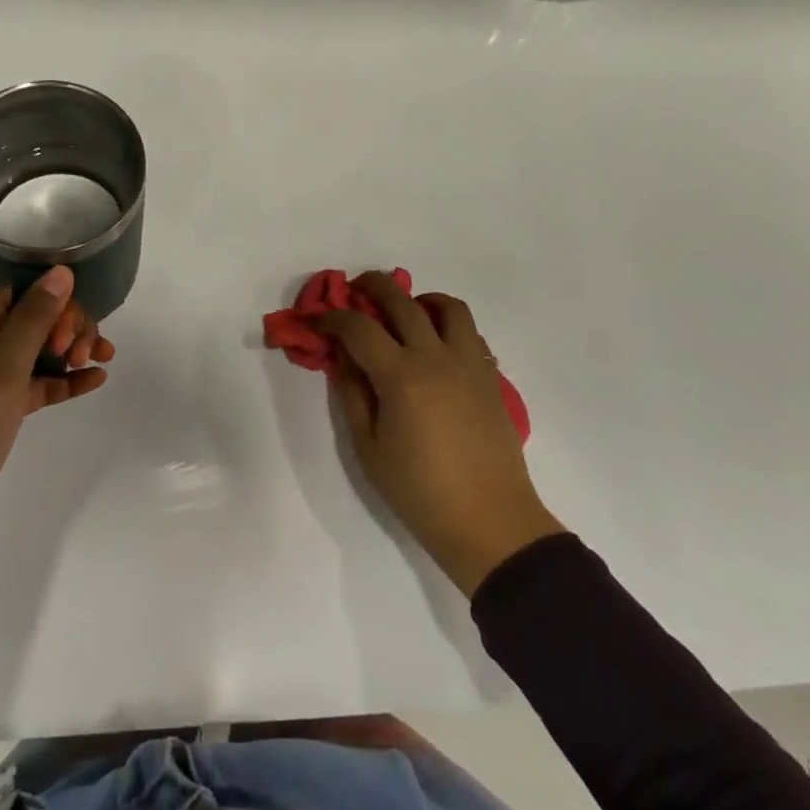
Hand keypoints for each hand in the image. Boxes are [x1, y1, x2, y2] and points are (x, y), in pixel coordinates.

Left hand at [0, 267, 112, 579]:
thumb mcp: (3, 368)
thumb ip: (35, 318)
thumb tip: (61, 270)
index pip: (23, 294)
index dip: (55, 303)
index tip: (71, 332)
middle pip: (35, 319)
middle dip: (68, 328)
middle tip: (86, 354)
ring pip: (39, 351)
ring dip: (71, 352)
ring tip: (101, 363)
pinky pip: (36, 384)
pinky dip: (63, 381)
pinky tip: (96, 380)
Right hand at [316, 272, 562, 596]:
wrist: (490, 522)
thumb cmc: (420, 492)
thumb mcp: (368, 448)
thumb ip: (352, 394)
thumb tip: (343, 358)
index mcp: (401, 377)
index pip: (359, 327)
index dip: (332, 317)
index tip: (319, 321)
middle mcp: (436, 357)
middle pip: (402, 300)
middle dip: (372, 286)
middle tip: (355, 290)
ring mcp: (469, 363)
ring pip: (447, 306)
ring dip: (420, 300)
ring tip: (405, 314)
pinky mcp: (491, 376)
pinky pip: (470, 332)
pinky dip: (448, 325)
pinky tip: (435, 346)